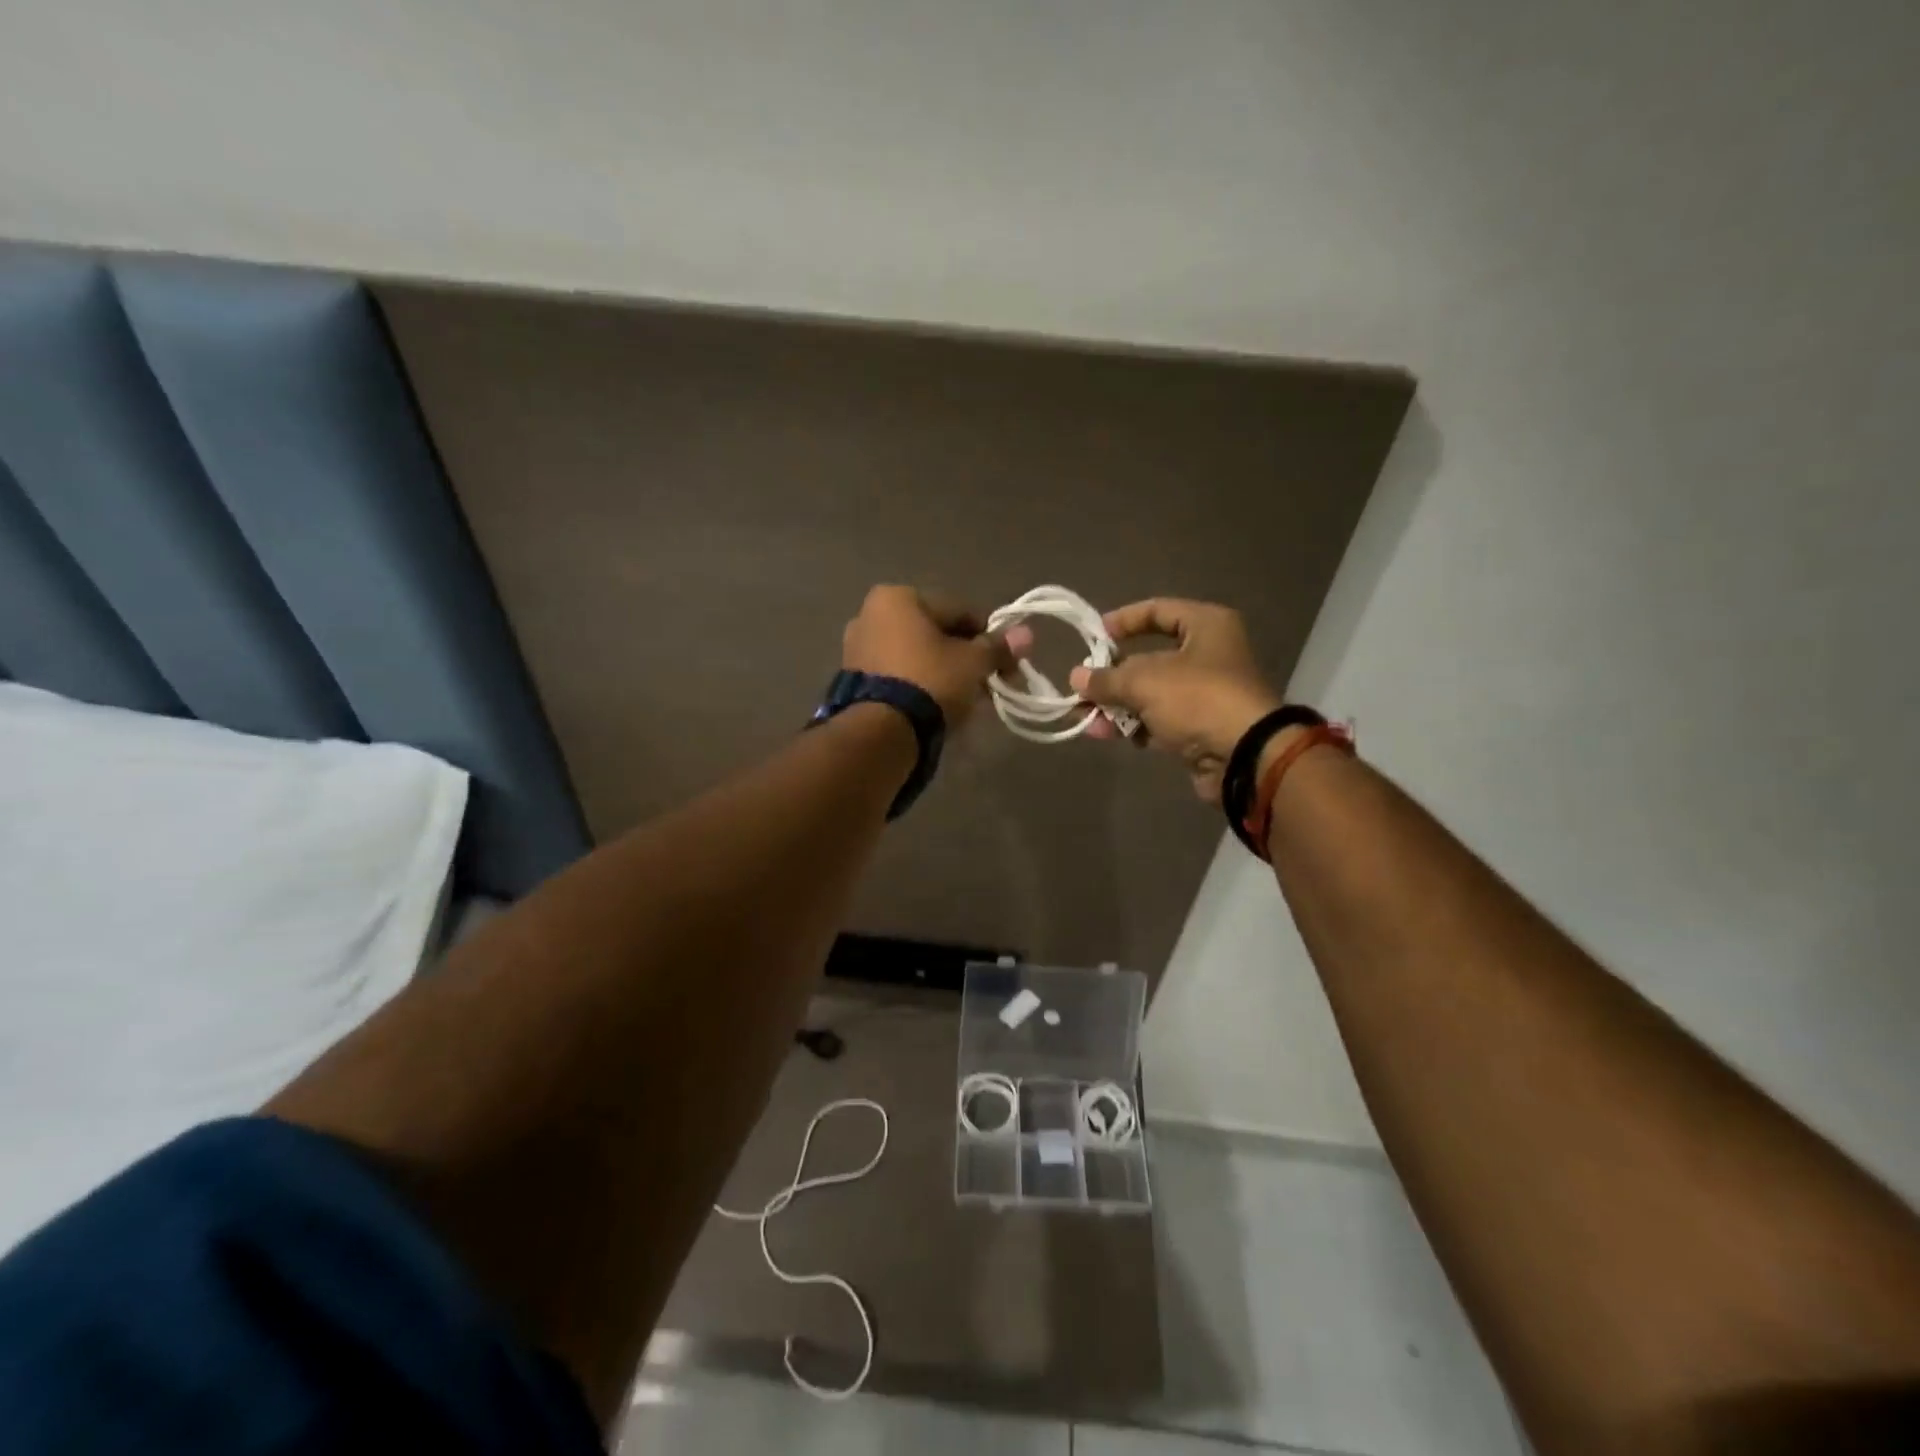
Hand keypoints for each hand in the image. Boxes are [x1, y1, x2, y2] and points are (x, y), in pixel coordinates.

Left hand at [842, 585, 1024, 727]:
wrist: (881, 732)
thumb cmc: (930, 681)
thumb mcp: (973, 663)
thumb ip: (998, 647)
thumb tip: (1026, 633)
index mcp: (897, 597)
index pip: (959, 610)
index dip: (990, 636)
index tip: (1007, 662)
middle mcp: (870, 614)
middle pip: (935, 633)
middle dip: (966, 657)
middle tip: (990, 685)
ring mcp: (857, 649)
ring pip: (917, 656)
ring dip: (946, 673)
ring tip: (969, 701)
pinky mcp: (854, 681)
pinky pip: (900, 675)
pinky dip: (922, 685)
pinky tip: (942, 706)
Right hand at [1070, 598, 1280, 801]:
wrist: (1244, 756)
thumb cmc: (1197, 699)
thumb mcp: (1143, 681)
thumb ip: (1106, 679)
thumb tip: (1076, 677)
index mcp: (1206, 626)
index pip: (1158, 610)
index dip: (1124, 620)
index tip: (1095, 637)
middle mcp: (1209, 655)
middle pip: (1149, 658)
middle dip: (1112, 677)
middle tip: (1082, 689)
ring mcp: (1206, 694)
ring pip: (1151, 694)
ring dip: (1117, 706)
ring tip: (1087, 720)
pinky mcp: (1201, 727)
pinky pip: (1160, 720)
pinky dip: (1135, 725)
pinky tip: (1107, 734)